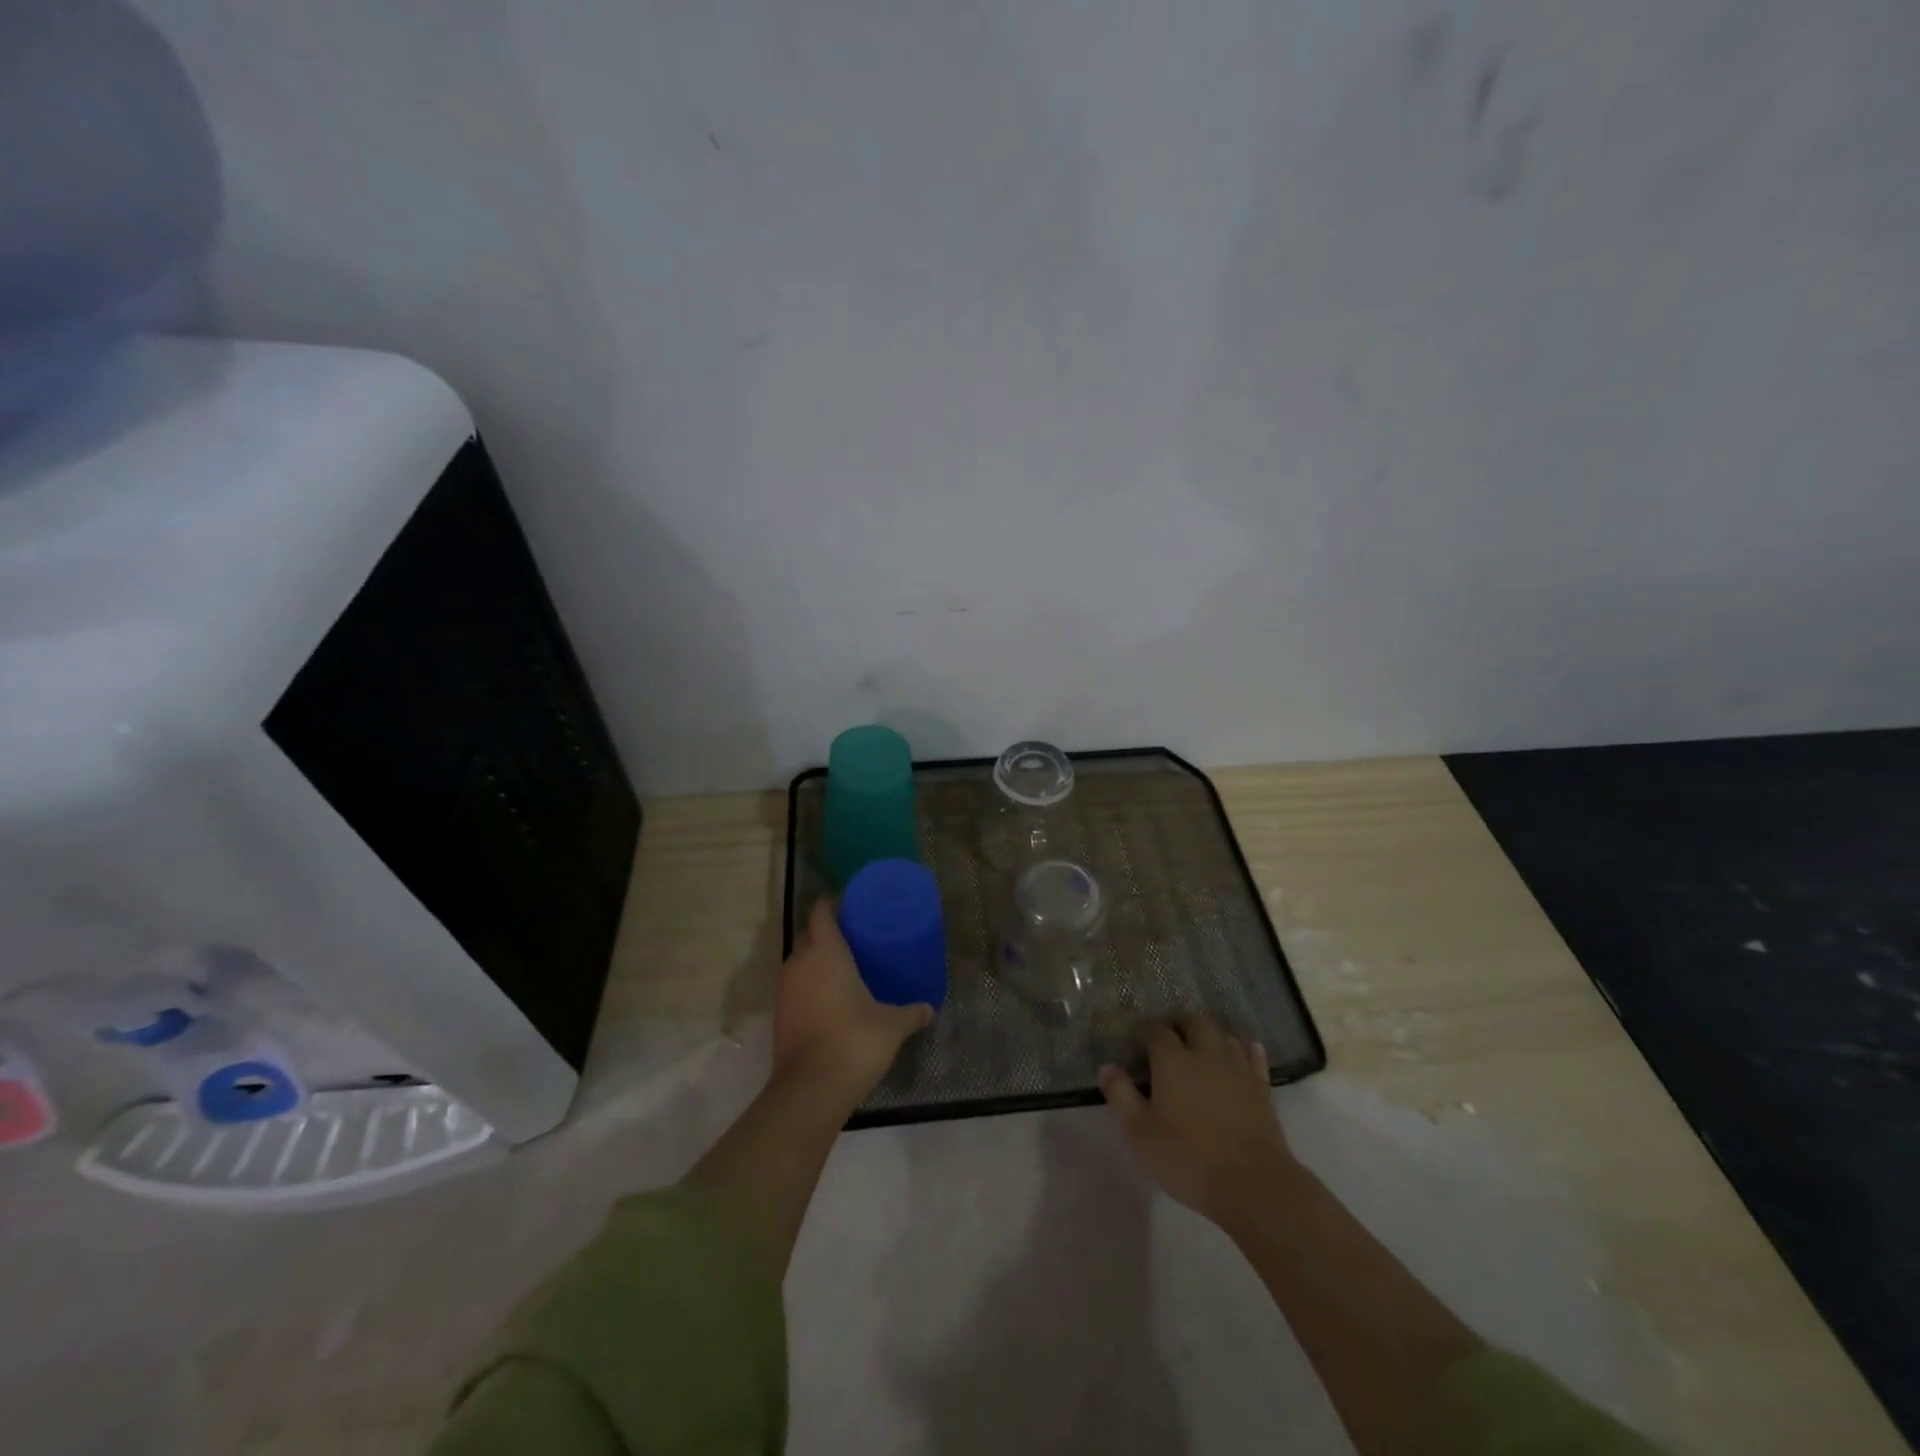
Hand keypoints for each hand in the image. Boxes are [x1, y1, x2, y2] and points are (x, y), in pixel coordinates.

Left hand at [773, 900, 933, 1103]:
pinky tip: (830, 1002)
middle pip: (807, 936)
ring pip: (798, 963)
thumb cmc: (855, 1041)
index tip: (851, 909)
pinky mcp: (779, 1016)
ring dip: (815, 963)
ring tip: (842, 971)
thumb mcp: (892, 1025)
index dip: (833, 906)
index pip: (821, 913)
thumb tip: (929, 1009)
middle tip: (853, 941)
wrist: (811, 1088)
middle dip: (824, 934)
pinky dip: (808, 988)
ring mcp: (784, 990)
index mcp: (826, 952)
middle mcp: (800, 963)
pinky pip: (794, 989)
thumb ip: (911, 1013)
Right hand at [1098, 1015, 1294, 1227]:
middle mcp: (1206, 1054)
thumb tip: (1107, 1066)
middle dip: (1181, 1024)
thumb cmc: (1189, 1158)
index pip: (1157, 1031)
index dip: (1147, 1031)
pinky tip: (1244, 1051)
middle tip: (1171, 1038)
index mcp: (1173, 1061)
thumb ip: (1121, 1096)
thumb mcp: (1141, 1133)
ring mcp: (1238, 1069)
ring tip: (1201, 1047)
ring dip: (1211, 1035)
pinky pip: (1254, 1057)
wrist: (1253, 1184)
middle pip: (1195, 1022)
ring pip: (1224, 1035)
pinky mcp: (1261, 1088)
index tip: (1140, 1041)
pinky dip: (1246, 1050)